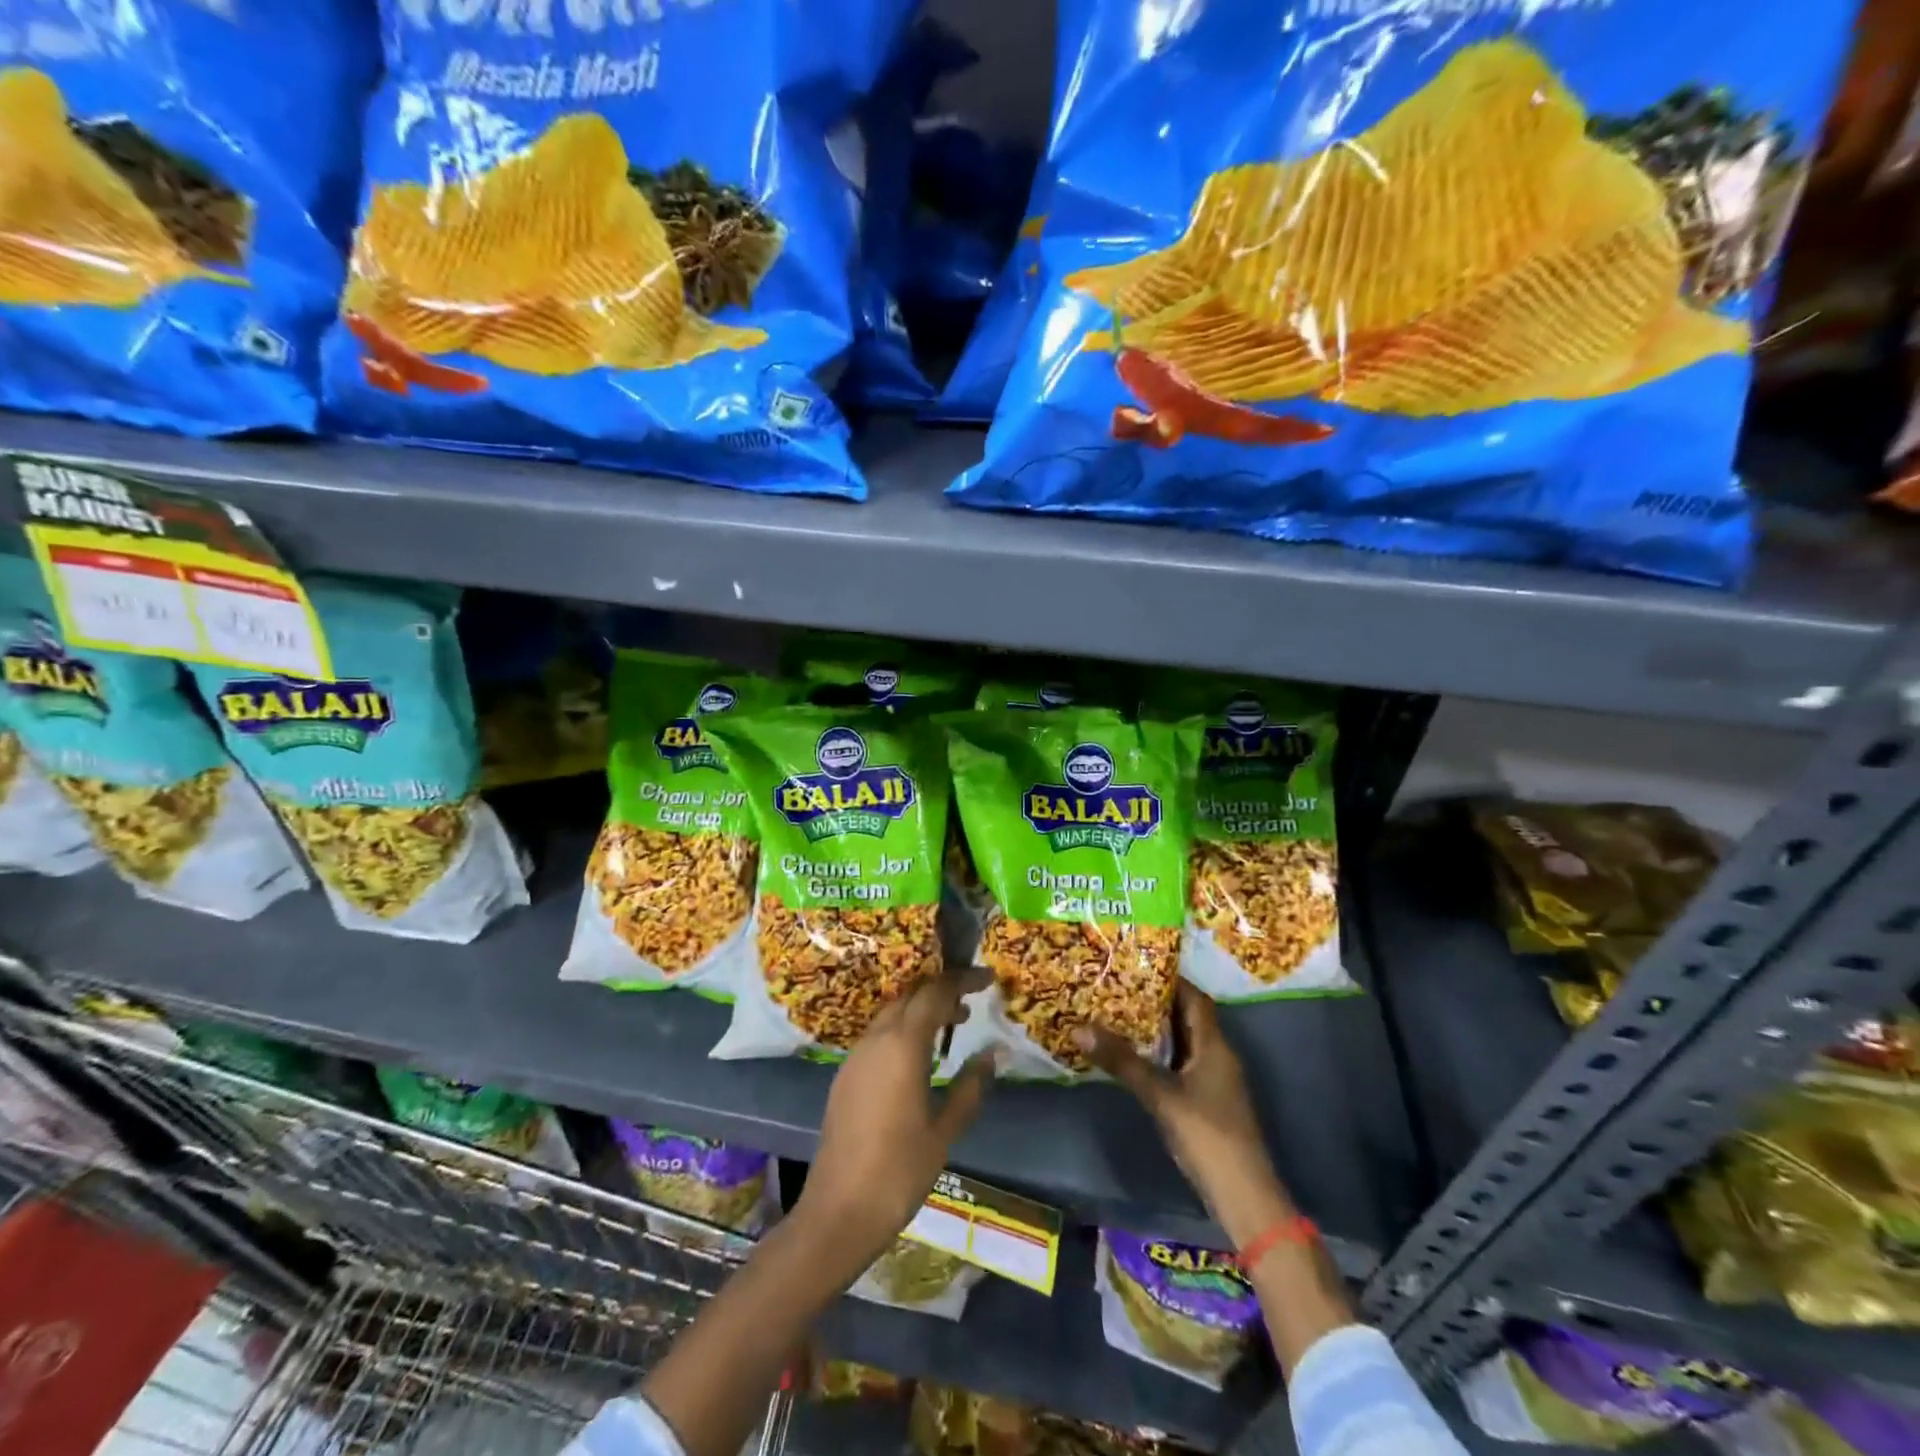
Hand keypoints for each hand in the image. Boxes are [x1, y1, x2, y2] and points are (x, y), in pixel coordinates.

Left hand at [792, 966, 996, 1278]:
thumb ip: (970, 1087)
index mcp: (902, 1045)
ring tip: (953, 1024)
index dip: (963, 979)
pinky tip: (920, 1055)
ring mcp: (856, 1055)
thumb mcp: (945, 1131)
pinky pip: (879, 1033)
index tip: (988, 978)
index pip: (935, 992)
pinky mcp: (845, 1074)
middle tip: (972, 1000)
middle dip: (941, 989)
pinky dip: (904, 1028)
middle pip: (910, 994)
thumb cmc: (899, 1171)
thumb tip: (993, 1052)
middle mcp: (876, 1039)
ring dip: (921, 1008)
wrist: (838, 1211)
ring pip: (892, 1012)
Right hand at [1074, 982, 1293, 1246]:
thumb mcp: (1159, 1094)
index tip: (1136, 964)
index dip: (1169, 979)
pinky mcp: (1206, 1101)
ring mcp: (1214, 1080)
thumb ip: (1121, 1061)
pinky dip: (1159, 1053)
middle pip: (1187, 1017)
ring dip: (1156, 1028)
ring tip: (1117, 1013)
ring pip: (1183, 1041)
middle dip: (1155, 1001)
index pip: (1194, 998)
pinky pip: (1181, 1063)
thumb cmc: (1206, 1134)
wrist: (1242, 1195)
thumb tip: (1079, 1027)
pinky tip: (1133, 1056)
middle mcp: (1217, 1055)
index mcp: (1214, 1045)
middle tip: (1117, 986)